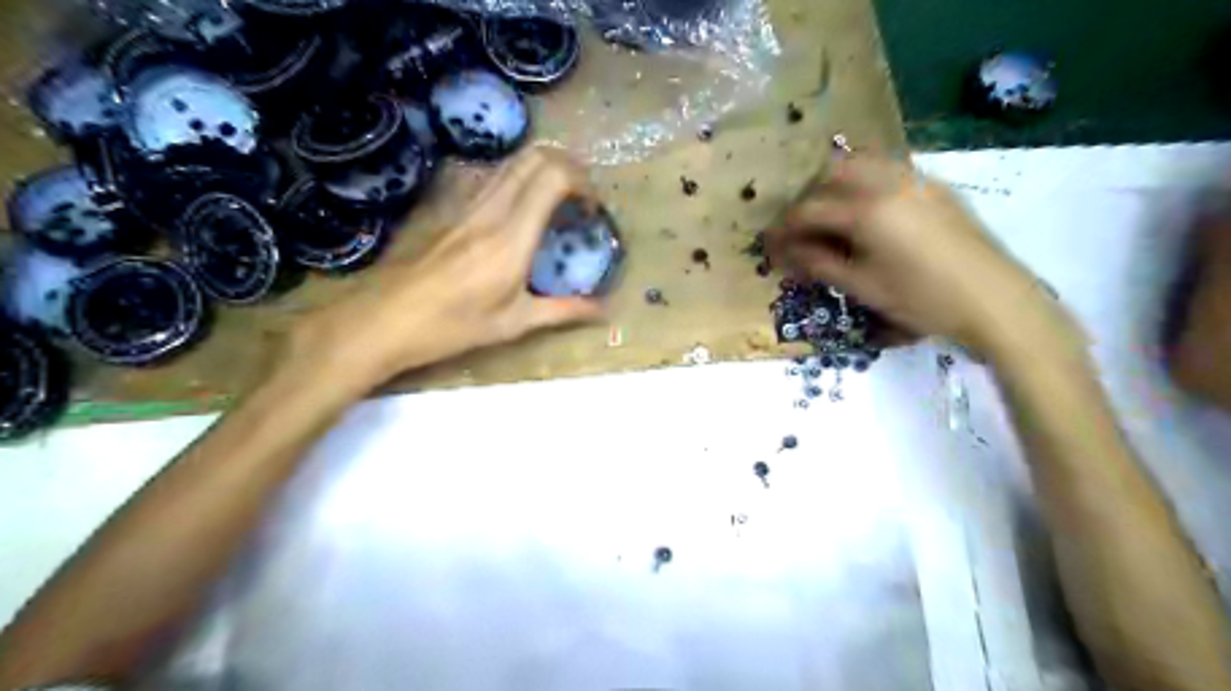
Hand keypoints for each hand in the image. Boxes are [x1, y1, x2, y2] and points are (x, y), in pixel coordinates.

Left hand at [280, 147, 605, 391]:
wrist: (384, 319)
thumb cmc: (453, 326)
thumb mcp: (514, 323)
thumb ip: (564, 311)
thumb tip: (605, 310)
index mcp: (511, 237)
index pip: (553, 177)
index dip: (582, 182)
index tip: (592, 209)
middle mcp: (491, 209)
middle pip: (535, 157)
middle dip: (568, 167)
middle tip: (581, 197)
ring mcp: (466, 204)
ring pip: (511, 162)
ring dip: (542, 169)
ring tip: (557, 200)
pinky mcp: (450, 207)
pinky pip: (490, 176)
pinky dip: (516, 178)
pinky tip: (519, 207)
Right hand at [773, 154, 1074, 352]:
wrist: (996, 299)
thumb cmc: (923, 299)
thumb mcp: (863, 287)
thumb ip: (821, 264)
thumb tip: (788, 253)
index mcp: (868, 210)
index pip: (810, 210)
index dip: (784, 227)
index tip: (769, 243)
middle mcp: (889, 182)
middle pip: (833, 173)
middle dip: (808, 197)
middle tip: (798, 227)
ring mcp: (917, 179)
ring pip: (863, 164)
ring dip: (836, 185)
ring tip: (828, 216)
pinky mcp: (936, 187)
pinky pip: (889, 171)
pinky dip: (864, 183)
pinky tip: (865, 213)